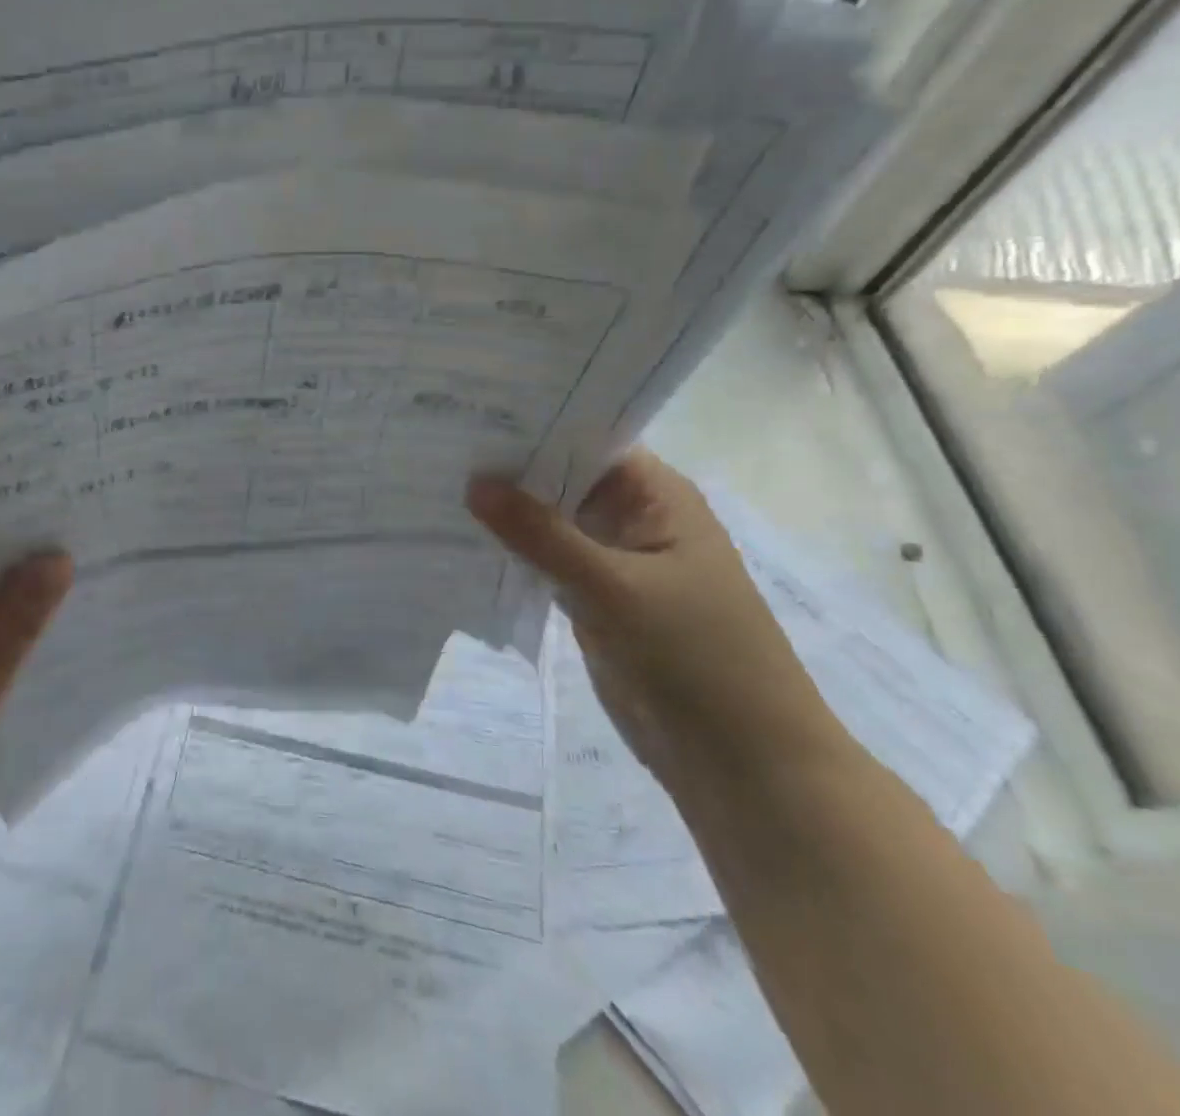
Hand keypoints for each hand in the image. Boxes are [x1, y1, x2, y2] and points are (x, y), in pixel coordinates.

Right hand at [468, 452, 849, 790]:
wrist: (742, 764)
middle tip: (440, 447)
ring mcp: (613, 562)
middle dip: (509, 469)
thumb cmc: (696, 657)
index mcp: (657, 496)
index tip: (472, 414)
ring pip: (551, 524)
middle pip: (563, 480)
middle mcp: (634, 518)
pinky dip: (513, 554)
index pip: (587, 440)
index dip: (533, 425)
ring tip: (437, 485)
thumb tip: (475, 482)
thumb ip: (541, 534)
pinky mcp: (595, 601)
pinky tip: (463, 540)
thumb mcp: (614, 587)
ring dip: (506, 514)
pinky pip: (547, 565)